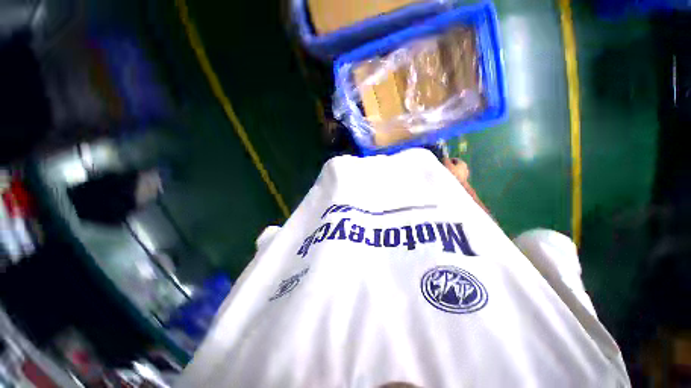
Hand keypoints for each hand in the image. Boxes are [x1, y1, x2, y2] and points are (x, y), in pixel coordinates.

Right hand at [443, 157, 490, 215]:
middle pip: (456, 166)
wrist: (455, 188)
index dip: (448, 160)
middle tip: (442, 169)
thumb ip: (445, 159)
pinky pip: (456, 178)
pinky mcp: (462, 183)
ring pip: (456, 172)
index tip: (442, 162)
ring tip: (443, 175)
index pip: (455, 159)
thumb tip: (444, 157)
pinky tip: (447, 180)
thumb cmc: (450, 174)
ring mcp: (464, 177)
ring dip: (450, 173)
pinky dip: (452, 178)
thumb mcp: (446, 164)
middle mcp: (465, 169)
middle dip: (449, 167)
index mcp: (463, 164)